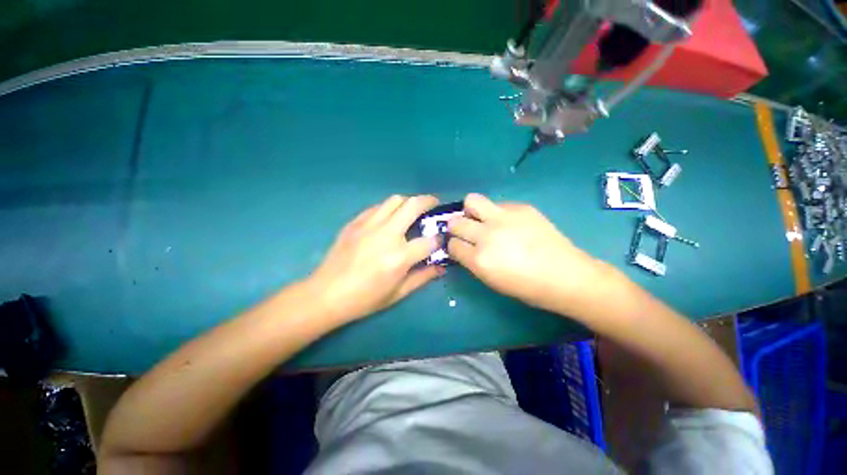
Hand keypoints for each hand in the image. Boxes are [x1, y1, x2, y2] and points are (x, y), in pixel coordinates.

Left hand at [306, 195, 443, 322]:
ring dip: (408, 201)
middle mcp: (386, 235)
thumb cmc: (365, 299)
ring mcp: (368, 225)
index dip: (439, 239)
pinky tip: (389, 217)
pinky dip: (388, 208)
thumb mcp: (398, 293)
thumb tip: (442, 267)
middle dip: (428, 201)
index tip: (440, 239)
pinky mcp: (355, 223)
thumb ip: (423, 277)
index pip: (429, 240)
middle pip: (413, 206)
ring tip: (412, 209)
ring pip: (395, 200)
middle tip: (434, 204)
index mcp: (399, 257)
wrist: (326, 294)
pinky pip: (377, 207)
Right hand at [448, 193, 604, 313]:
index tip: (460, 247)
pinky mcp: (521, 207)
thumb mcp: (492, 280)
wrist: (566, 276)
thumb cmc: (527, 287)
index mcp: (479, 260)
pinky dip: (496, 212)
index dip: (453, 246)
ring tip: (481, 219)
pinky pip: (498, 204)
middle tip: (467, 232)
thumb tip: (463, 247)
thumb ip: (473, 261)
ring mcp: (504, 218)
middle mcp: (487, 236)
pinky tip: (509, 223)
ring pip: (472, 201)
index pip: (452, 245)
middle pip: (456, 222)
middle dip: (456, 227)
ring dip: (471, 210)